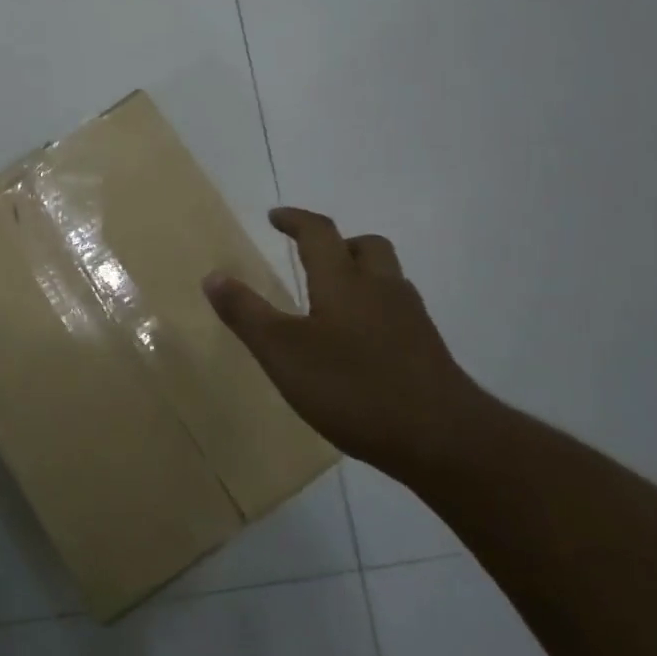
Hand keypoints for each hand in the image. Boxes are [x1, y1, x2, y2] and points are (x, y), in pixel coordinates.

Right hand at [203, 208, 490, 474]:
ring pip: (386, 278)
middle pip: (366, 247)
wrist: (442, 438)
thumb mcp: (282, 352)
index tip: (276, 217)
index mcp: (344, 281)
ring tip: (332, 302)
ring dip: (360, 276)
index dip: (296, 220)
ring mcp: (410, 319)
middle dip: (338, 244)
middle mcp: (381, 288)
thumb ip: (246, 313)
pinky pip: (397, 311)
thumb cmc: (352, 387)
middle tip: (313, 258)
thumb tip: (213, 276)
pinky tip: (359, 345)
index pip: (319, 232)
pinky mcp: (427, 349)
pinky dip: (374, 311)